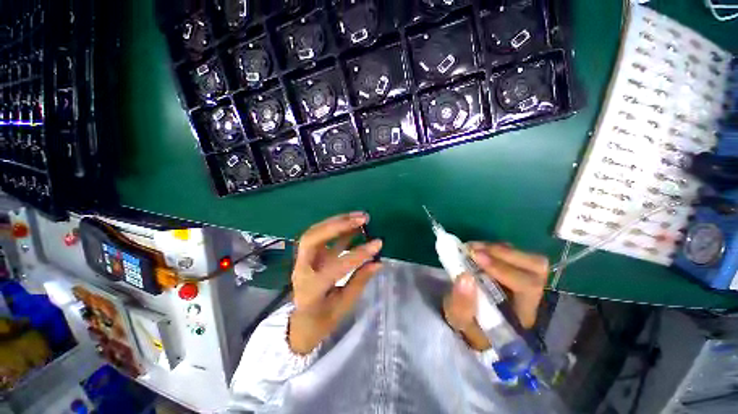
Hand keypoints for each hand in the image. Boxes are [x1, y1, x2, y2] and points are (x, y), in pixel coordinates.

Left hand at [288, 212, 383, 354]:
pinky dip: (337, 227)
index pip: (335, 266)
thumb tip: (378, 262)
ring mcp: (302, 260)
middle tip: (361, 219)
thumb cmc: (322, 320)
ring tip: (360, 216)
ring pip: (315, 232)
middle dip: (337, 225)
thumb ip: (359, 282)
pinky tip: (352, 223)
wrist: (299, 324)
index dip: (358, 254)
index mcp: (310, 289)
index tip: (377, 244)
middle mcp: (301, 269)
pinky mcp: (308, 254)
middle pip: (312, 239)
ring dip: (337, 221)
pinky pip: (320, 235)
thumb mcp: (343, 307)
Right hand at [443, 243, 547, 350]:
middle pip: (536, 268)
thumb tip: (465, 276)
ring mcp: (524, 281)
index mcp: (521, 314)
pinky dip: (496, 247)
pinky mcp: (514, 271)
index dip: (504, 269)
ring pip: (527, 258)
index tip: (476, 258)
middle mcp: (530, 297)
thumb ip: (461, 303)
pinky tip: (478, 249)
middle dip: (504, 254)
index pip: (527, 287)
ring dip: (498, 249)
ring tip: (472, 247)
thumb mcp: (459, 320)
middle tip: (474, 250)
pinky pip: (515, 253)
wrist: (471, 322)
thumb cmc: (467, 324)